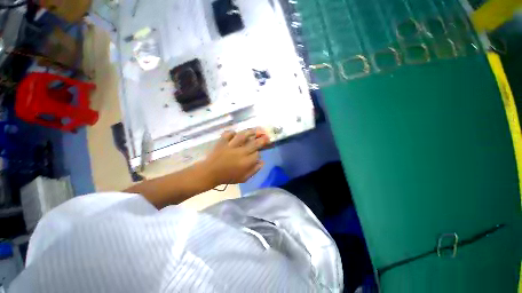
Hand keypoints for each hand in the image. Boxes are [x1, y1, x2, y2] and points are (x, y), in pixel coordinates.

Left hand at [201, 128, 269, 186]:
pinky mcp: (222, 142)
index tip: (258, 153)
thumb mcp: (243, 178)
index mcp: (245, 162)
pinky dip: (232, 132)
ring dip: (250, 132)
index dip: (259, 153)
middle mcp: (240, 152)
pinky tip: (235, 133)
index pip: (257, 154)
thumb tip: (262, 162)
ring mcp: (231, 146)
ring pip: (242, 136)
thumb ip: (254, 170)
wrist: (210, 173)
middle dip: (261, 140)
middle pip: (253, 144)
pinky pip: (228, 134)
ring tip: (255, 130)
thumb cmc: (227, 177)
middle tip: (266, 136)